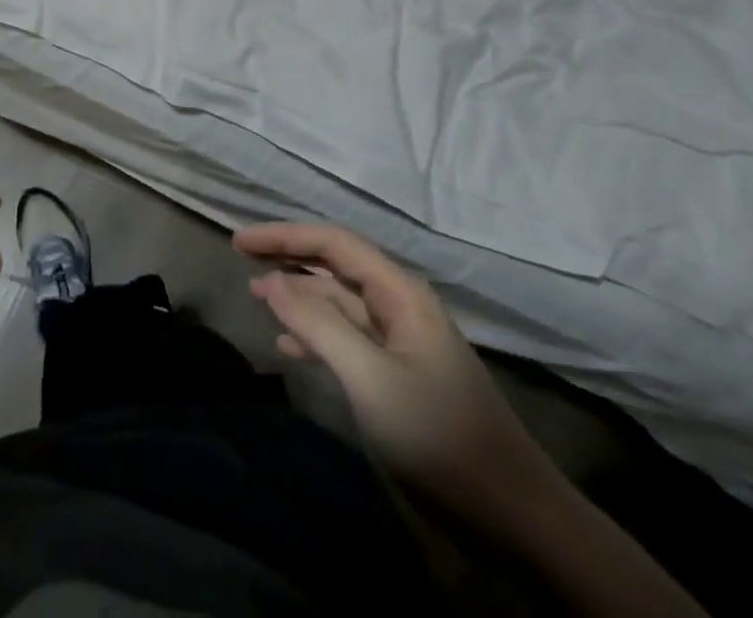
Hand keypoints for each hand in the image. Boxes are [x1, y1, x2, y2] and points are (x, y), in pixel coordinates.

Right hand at [234, 223, 566, 538]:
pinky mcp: (400, 375)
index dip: (285, 236)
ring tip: (257, 298)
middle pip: (336, 266)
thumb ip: (318, 324)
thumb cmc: (438, 436)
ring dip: (299, 297)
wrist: (512, 515)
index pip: (333, 243)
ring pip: (340, 303)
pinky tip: (288, 347)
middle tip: (242, 257)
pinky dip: (315, 336)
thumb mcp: (369, 378)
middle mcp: (400, 305)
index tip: (240, 241)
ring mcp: (401, 341)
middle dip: (290, 258)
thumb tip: (271, 279)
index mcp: (399, 292)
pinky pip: (348, 338)